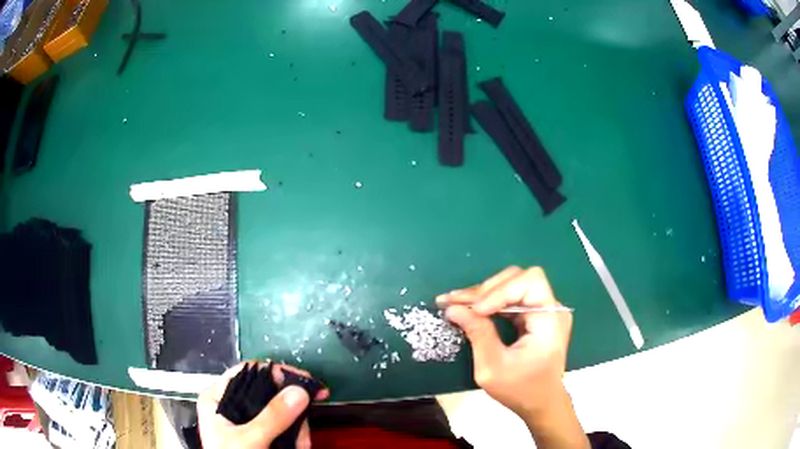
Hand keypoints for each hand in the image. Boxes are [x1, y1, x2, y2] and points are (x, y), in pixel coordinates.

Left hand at [197, 362, 328, 448]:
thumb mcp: (250, 439)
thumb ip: (272, 417)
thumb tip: (300, 391)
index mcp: (217, 397)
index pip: (247, 371)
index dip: (275, 372)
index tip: (303, 381)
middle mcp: (231, 404)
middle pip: (268, 391)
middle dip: (292, 409)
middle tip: (311, 413)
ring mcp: (246, 420)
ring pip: (279, 411)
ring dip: (297, 427)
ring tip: (303, 444)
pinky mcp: (259, 433)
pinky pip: (282, 426)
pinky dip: (295, 435)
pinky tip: (300, 446)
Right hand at [439, 267, 588, 448]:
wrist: (541, 403)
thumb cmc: (520, 390)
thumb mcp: (492, 368)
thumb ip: (477, 334)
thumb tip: (453, 308)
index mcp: (550, 321)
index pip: (530, 282)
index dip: (500, 291)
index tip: (474, 310)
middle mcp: (553, 309)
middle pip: (520, 278)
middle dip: (487, 289)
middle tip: (458, 302)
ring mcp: (546, 311)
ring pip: (515, 284)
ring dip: (486, 293)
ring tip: (459, 303)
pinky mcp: (537, 316)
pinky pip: (514, 298)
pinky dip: (492, 302)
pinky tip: (473, 308)